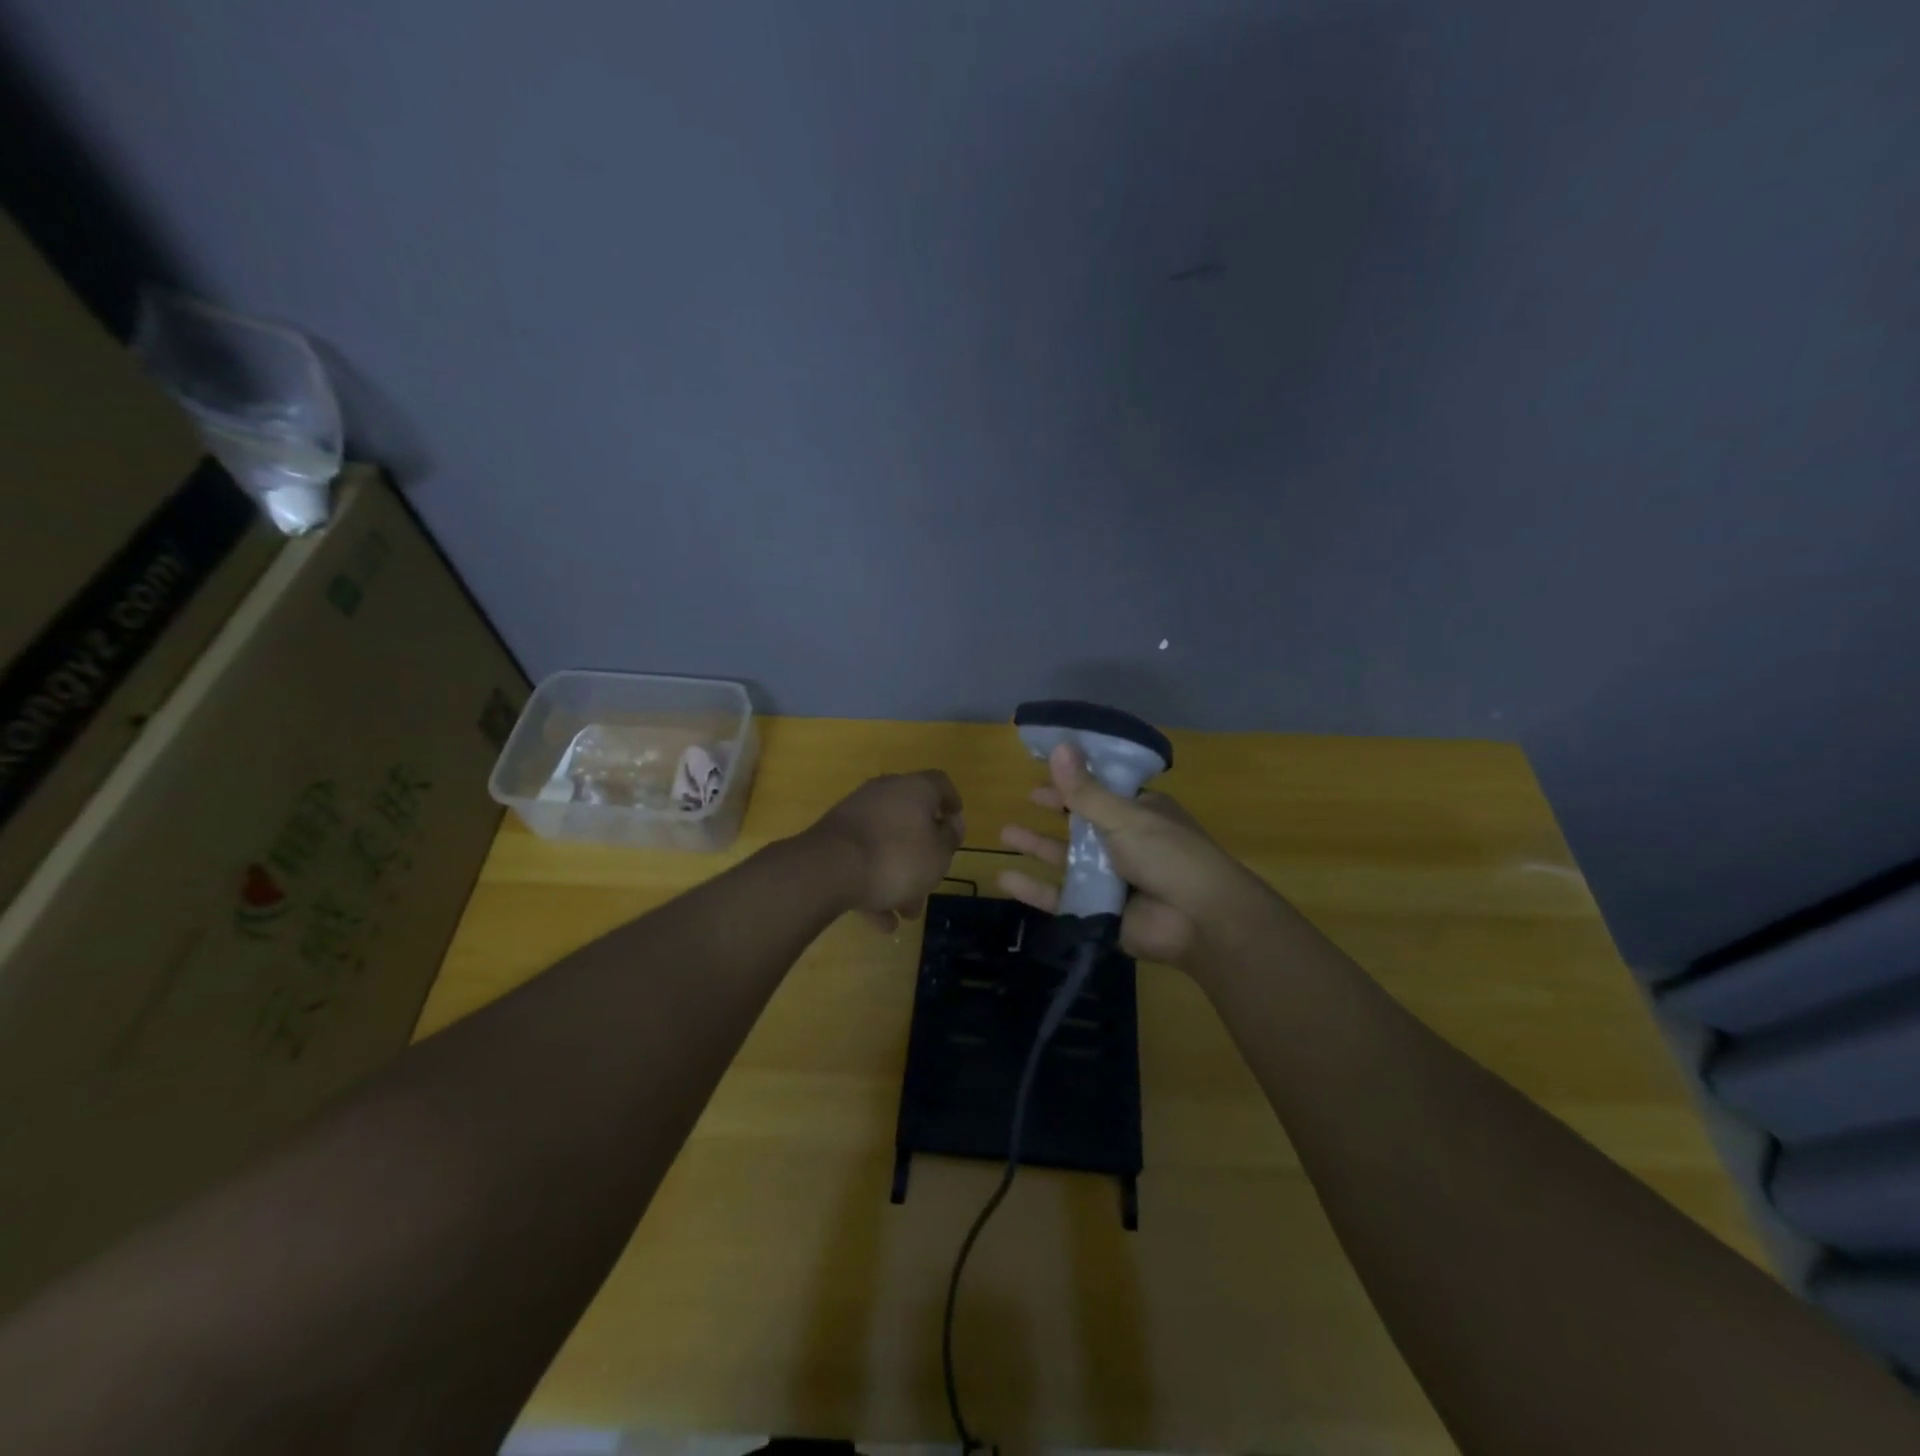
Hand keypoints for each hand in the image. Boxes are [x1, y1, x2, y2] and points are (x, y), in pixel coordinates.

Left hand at [806, 771, 965, 931]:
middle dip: (923, 852)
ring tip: (907, 912)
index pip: (940, 784)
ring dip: (899, 875)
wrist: (828, 869)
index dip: (952, 803)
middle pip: (910, 818)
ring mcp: (855, 814)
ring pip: (886, 843)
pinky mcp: (833, 838)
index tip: (956, 827)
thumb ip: (949, 839)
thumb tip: (951, 824)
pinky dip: (873, 884)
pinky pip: (861, 859)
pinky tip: (881, 920)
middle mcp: (883, 793)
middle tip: (933, 878)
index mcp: (914, 788)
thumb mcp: (938, 854)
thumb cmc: (896, 858)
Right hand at [998, 744, 1263, 968]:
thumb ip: (1085, 791)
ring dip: (1038, 847)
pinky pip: (1060, 898)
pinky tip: (1005, 878)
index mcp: (1140, 814)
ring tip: (1005, 836)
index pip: (1102, 792)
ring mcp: (1112, 879)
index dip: (1075, 782)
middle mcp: (1125, 843)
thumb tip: (1059, 746)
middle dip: (1053, 813)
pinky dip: (1033, 889)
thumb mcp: (1125, 817)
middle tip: (1024, 801)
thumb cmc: (1168, 854)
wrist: (1200, 919)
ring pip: (1067, 860)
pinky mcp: (1099, 912)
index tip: (1046, 772)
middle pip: (1081, 825)